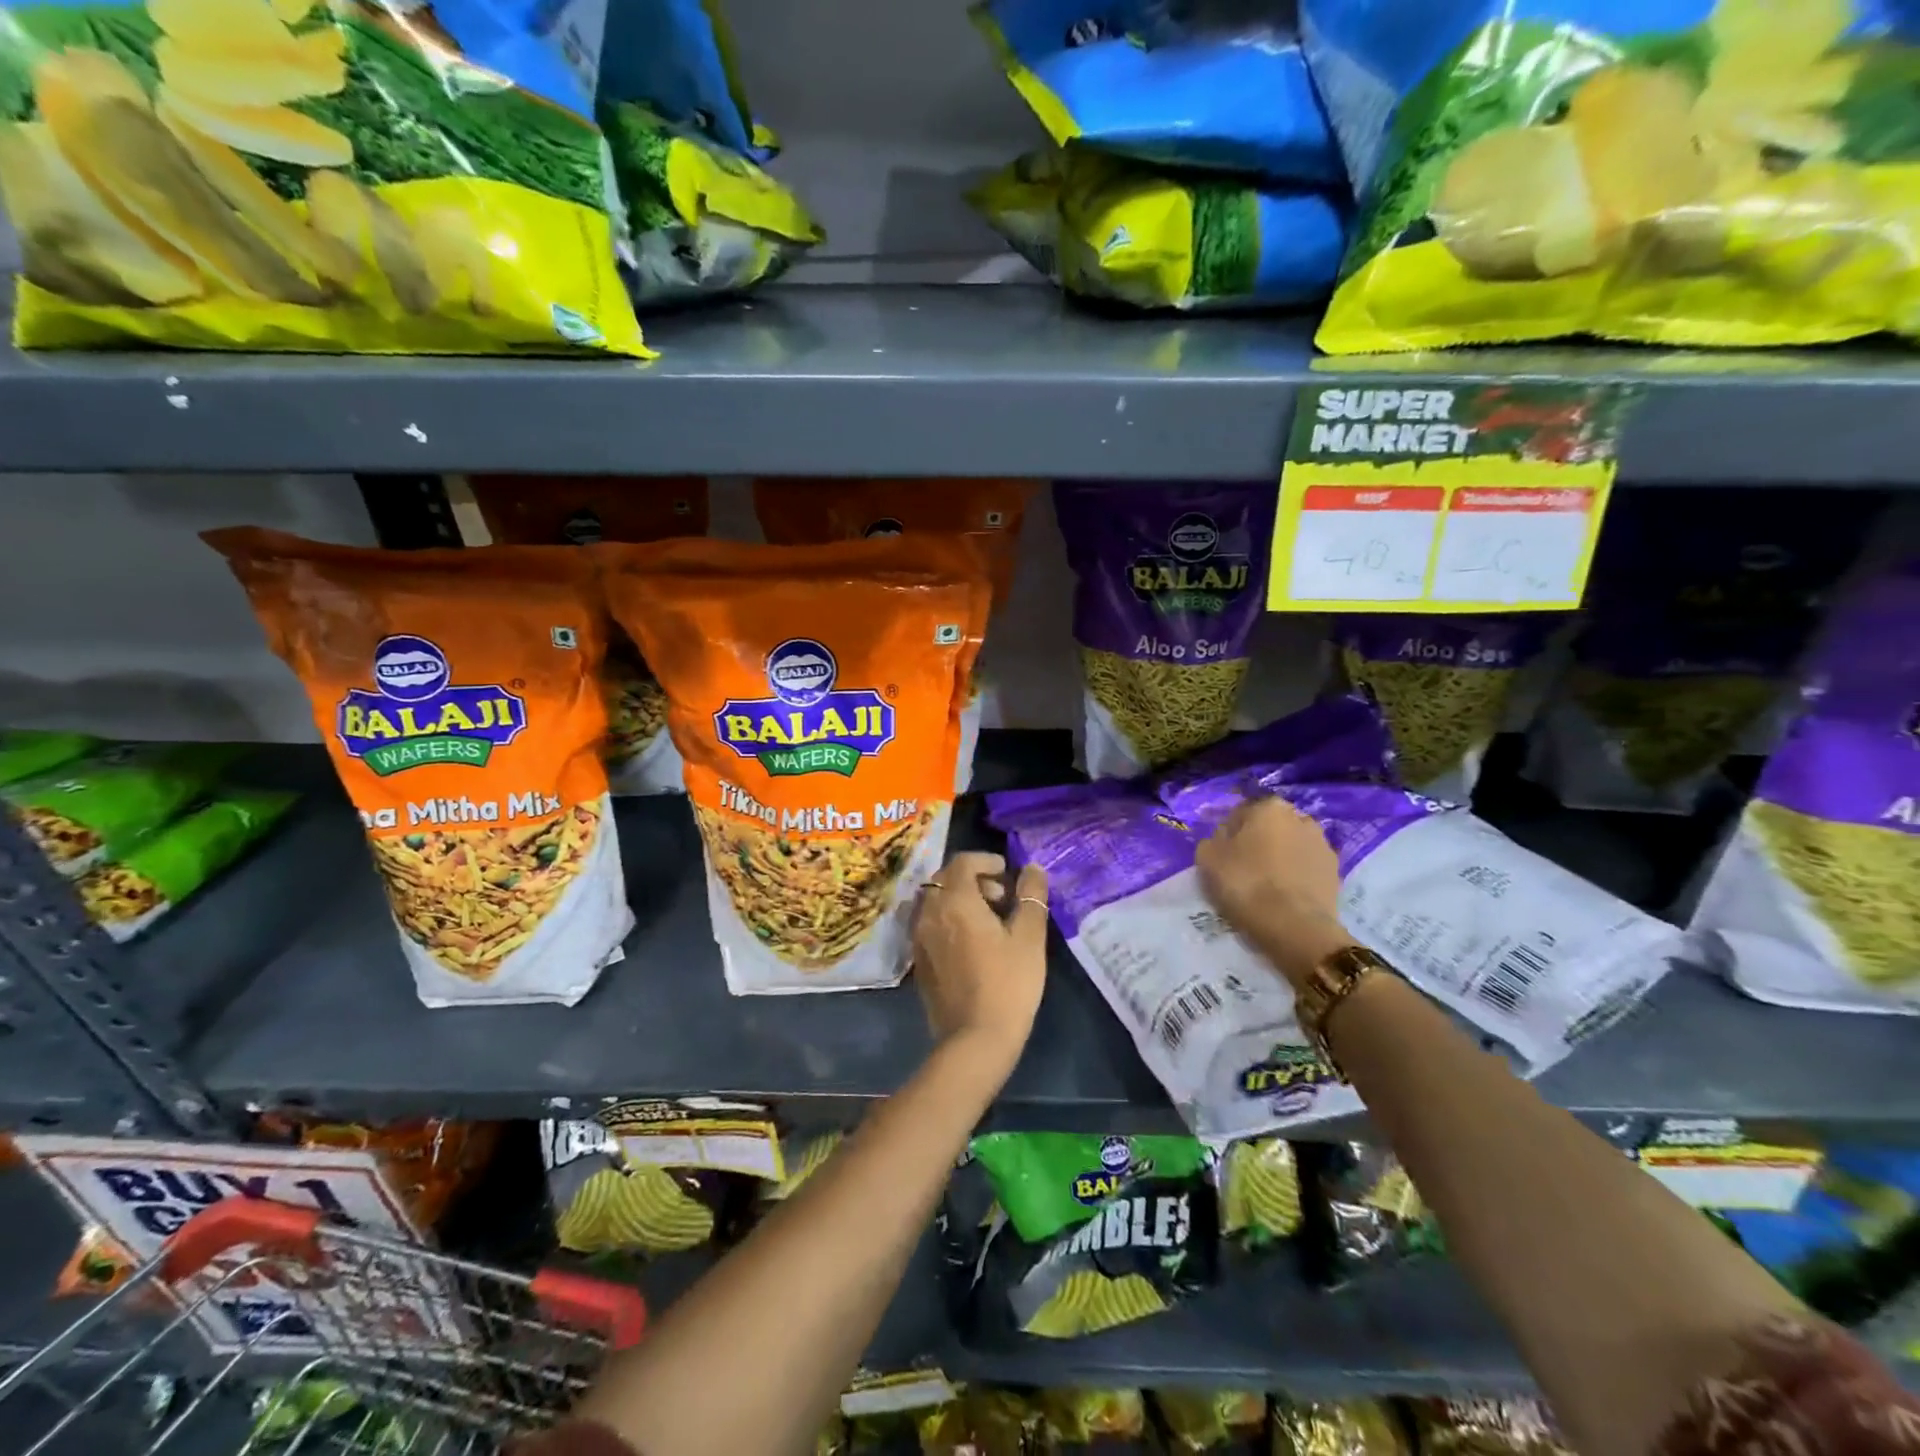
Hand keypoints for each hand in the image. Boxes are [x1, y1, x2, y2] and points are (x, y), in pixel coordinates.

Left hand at [912, 851, 1048, 1068]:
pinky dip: (948, 919)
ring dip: (959, 899)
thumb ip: (1031, 896)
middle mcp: (930, 913)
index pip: (963, 862)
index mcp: (955, 901)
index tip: (1006, 871)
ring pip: (936, 902)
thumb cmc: (1008, 984)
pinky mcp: (918, 961)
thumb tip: (1033, 868)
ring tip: (988, 919)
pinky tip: (971, 942)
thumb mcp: (1029, 937)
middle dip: (973, 878)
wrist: (975, 1039)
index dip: (985, 860)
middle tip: (1001, 896)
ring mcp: (919, 938)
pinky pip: (930, 924)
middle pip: (945, 879)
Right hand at [1195, 798, 1352, 989]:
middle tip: (1242, 868)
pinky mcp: (1336, 873)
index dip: (1228, 834)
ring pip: (1291, 847)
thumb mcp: (1208, 858)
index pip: (1240, 813)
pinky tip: (1284, 896)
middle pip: (1270, 827)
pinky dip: (1296, 876)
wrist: (1295, 926)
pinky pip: (1306, 868)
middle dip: (1258, 842)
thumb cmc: (1246, 883)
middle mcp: (1301, 818)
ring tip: (1265, 885)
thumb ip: (1213, 839)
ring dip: (1280, 858)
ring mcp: (1323, 845)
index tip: (1221, 855)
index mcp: (1269, 807)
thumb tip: (1224, 838)